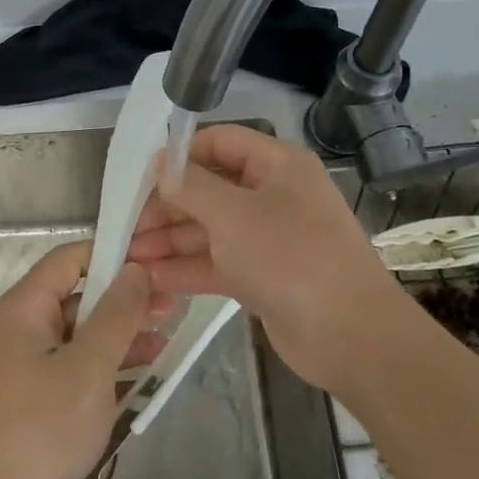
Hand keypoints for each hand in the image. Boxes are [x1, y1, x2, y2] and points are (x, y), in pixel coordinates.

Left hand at [0, 242, 168, 478]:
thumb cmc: (39, 427)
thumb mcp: (88, 367)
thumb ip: (116, 315)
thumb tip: (136, 269)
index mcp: (26, 306)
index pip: (71, 258)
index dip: (113, 255)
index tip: (156, 265)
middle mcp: (22, 327)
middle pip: (78, 296)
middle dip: (124, 301)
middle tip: (172, 310)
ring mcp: (24, 364)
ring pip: (79, 335)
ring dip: (119, 337)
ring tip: (165, 345)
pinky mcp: (31, 398)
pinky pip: (73, 367)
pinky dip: (103, 367)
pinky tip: (138, 379)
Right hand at [127, 124, 404, 392]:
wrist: (351, 336)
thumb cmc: (290, 258)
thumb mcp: (233, 215)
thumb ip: (191, 187)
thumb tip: (160, 165)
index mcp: (276, 166)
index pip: (220, 143)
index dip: (179, 156)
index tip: (141, 178)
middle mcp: (272, 195)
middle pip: (209, 189)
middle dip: (167, 207)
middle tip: (127, 226)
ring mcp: (267, 238)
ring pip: (209, 229)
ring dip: (170, 241)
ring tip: (128, 257)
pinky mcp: (262, 276)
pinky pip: (217, 262)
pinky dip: (186, 268)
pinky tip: (151, 279)